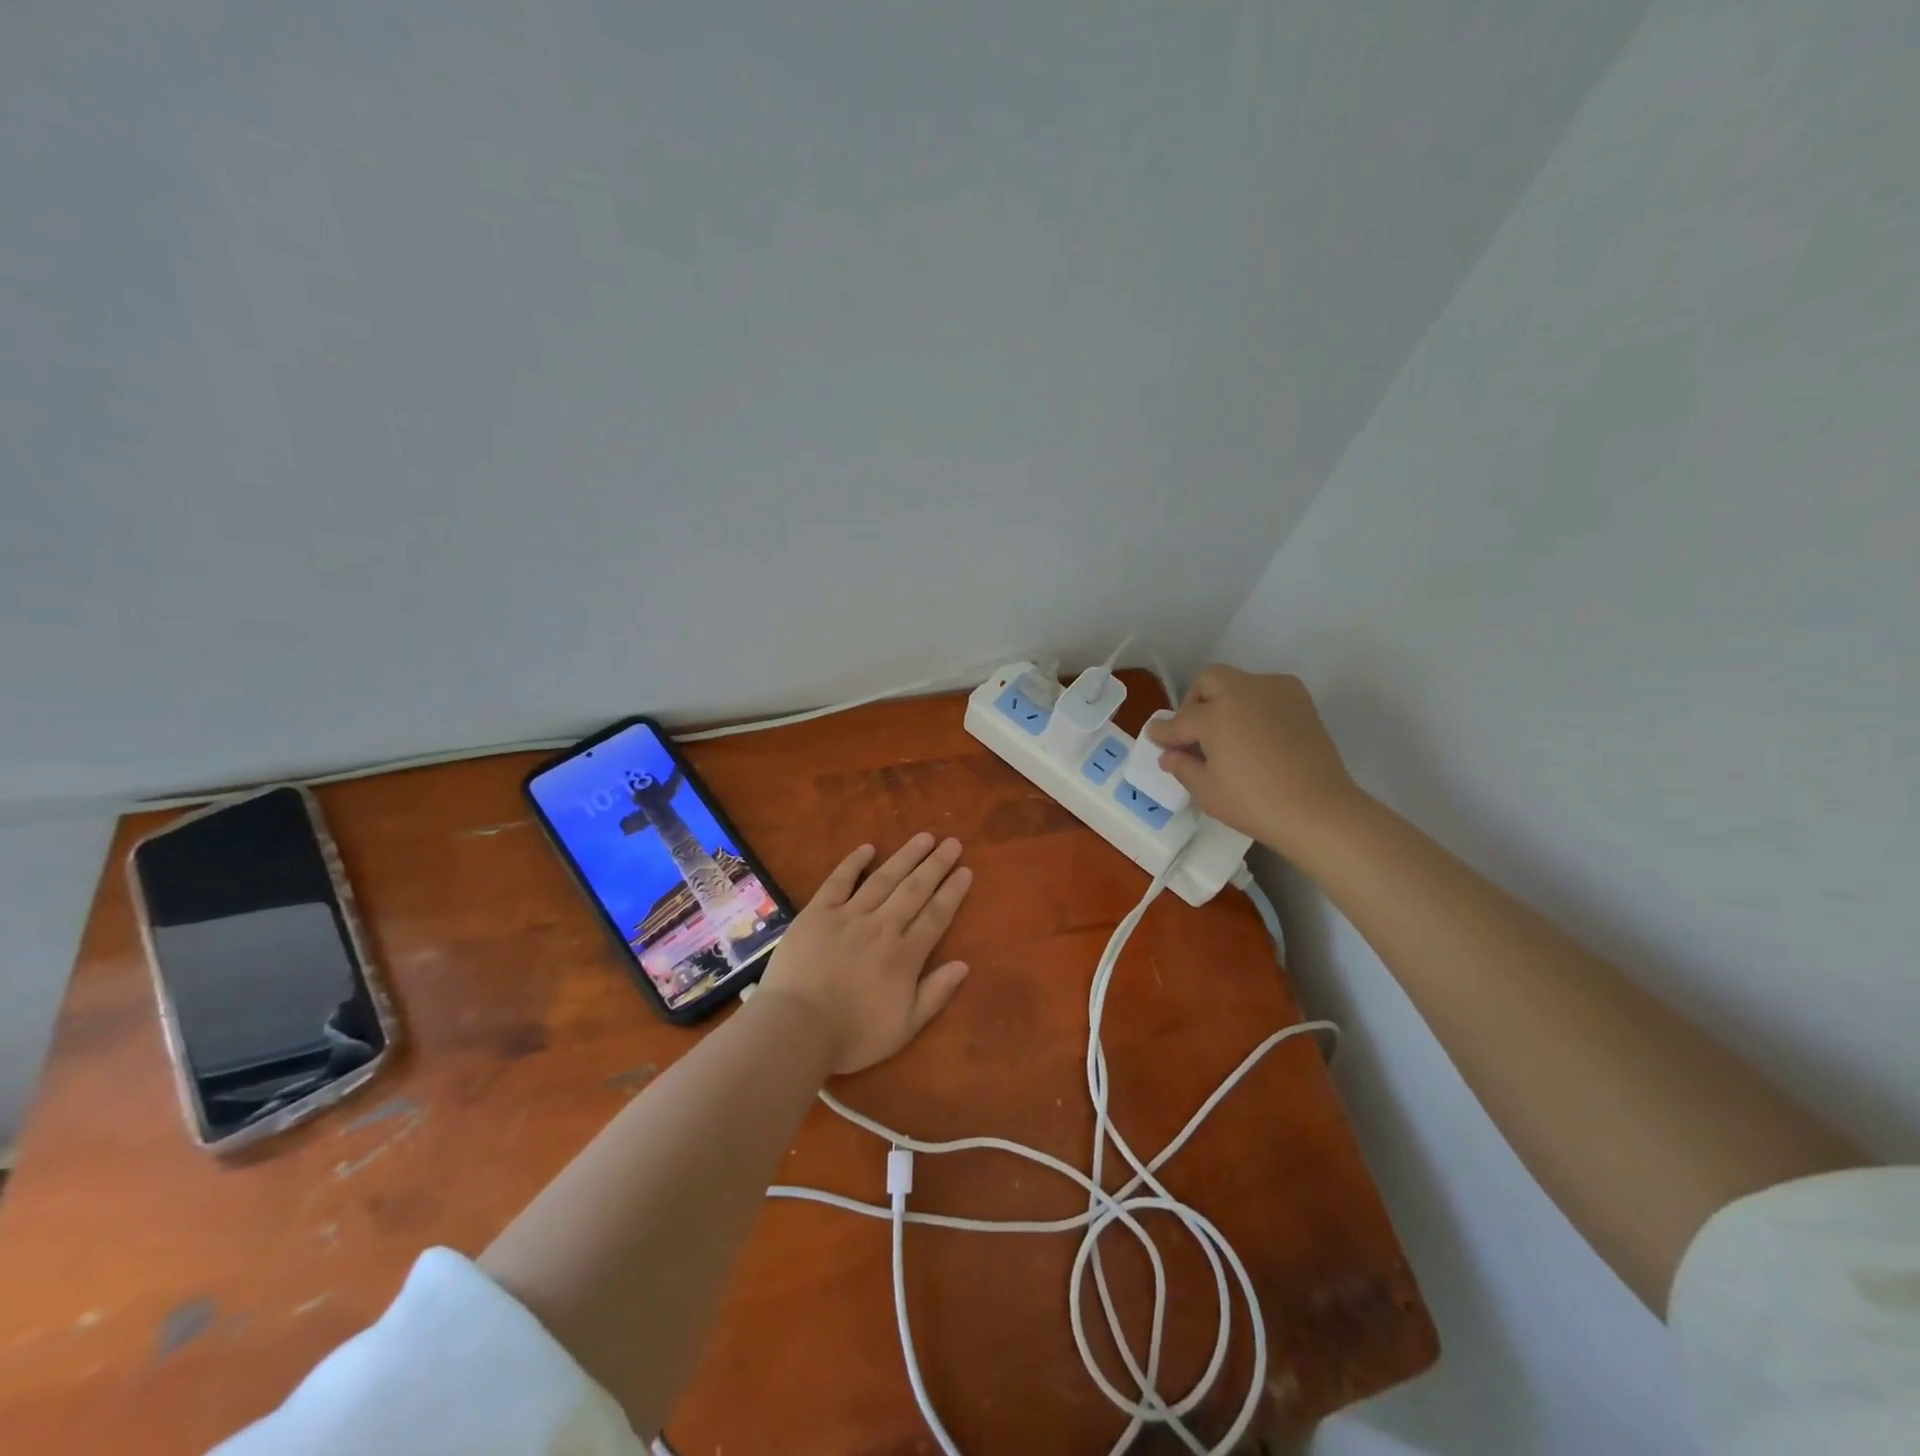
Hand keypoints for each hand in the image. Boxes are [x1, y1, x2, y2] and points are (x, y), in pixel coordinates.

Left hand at [755, 832, 973, 1075]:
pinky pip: (839, 881)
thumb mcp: (905, 1027)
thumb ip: (935, 994)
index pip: (936, 915)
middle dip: (936, 865)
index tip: (966, 870)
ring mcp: (848, 916)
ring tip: (924, 837)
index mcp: (905, 955)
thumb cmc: (852, 1035)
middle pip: (915, 889)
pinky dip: (854, 863)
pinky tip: (868, 848)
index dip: (952, 892)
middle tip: (952, 842)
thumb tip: (963, 964)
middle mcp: (882, 927)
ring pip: (884, 878)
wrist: (796, 1029)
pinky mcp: (817, 913)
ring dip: (906, 856)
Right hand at [1147, 666, 1362, 858]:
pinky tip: (1254, 732)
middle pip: (1209, 680)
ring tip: (1225, 733)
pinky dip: (1253, 704)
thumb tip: (1170, 755)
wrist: (1320, 811)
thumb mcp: (1207, 791)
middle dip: (1194, 702)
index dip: (1164, 732)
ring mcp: (1277, 692)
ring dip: (1224, 700)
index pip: (1180, 721)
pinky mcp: (1301, 701)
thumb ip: (1183, 767)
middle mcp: (1244, 692)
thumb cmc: (1255, 804)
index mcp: (1216, 714)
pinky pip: (1266, 691)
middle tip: (1192, 732)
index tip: (1155, 738)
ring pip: (1239, 682)